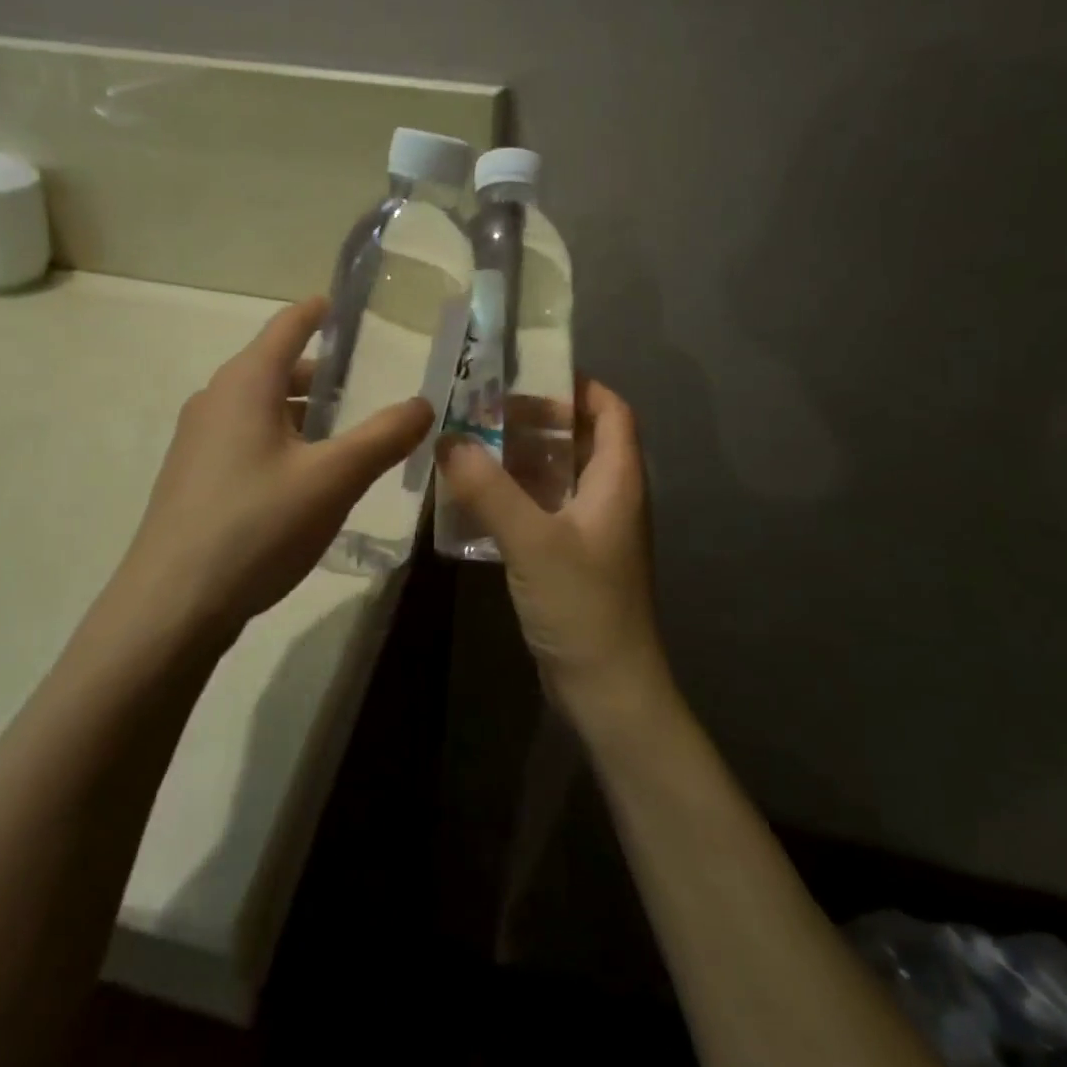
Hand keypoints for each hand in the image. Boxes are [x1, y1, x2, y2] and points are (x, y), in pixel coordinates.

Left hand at [110, 297, 433, 639]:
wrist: (172, 605)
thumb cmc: (256, 526)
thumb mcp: (333, 479)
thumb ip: (384, 437)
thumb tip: (424, 404)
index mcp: (246, 383)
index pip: (288, 325)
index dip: (320, 311)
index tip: (350, 305)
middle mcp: (216, 399)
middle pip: (278, 368)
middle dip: (325, 373)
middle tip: (373, 383)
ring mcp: (199, 440)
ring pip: (264, 408)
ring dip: (306, 412)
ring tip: (350, 433)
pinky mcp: (195, 477)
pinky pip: (249, 439)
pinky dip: (284, 440)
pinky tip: (309, 477)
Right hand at [436, 380, 667, 721]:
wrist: (608, 689)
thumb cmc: (582, 605)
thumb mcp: (532, 540)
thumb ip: (488, 488)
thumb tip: (448, 439)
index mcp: (617, 479)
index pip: (611, 411)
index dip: (578, 387)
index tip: (528, 377)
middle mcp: (609, 496)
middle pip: (580, 439)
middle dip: (536, 421)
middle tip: (483, 413)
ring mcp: (591, 529)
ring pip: (557, 475)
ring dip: (519, 459)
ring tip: (470, 448)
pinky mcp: (571, 557)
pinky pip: (544, 509)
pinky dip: (515, 495)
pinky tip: (475, 499)